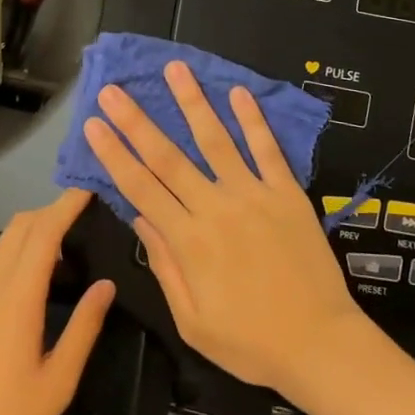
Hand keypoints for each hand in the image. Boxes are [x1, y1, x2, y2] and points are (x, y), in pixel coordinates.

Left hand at [0, 189, 113, 414]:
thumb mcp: (57, 384)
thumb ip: (84, 328)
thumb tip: (106, 285)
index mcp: (18, 298)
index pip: (44, 231)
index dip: (66, 204)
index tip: (88, 188)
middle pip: (20, 226)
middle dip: (51, 210)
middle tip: (83, 213)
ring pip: (4, 245)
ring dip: (34, 232)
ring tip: (65, 246)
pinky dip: (18, 255)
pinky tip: (33, 284)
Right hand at [84, 62, 365, 393]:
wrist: (320, 345)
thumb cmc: (251, 342)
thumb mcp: (193, 322)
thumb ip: (166, 266)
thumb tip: (141, 217)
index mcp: (189, 242)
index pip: (141, 187)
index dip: (114, 154)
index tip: (94, 124)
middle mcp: (216, 208)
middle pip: (168, 157)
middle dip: (136, 121)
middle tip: (113, 90)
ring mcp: (253, 195)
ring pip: (216, 140)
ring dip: (192, 103)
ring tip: (175, 69)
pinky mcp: (286, 193)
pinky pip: (267, 150)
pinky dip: (252, 120)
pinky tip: (238, 92)